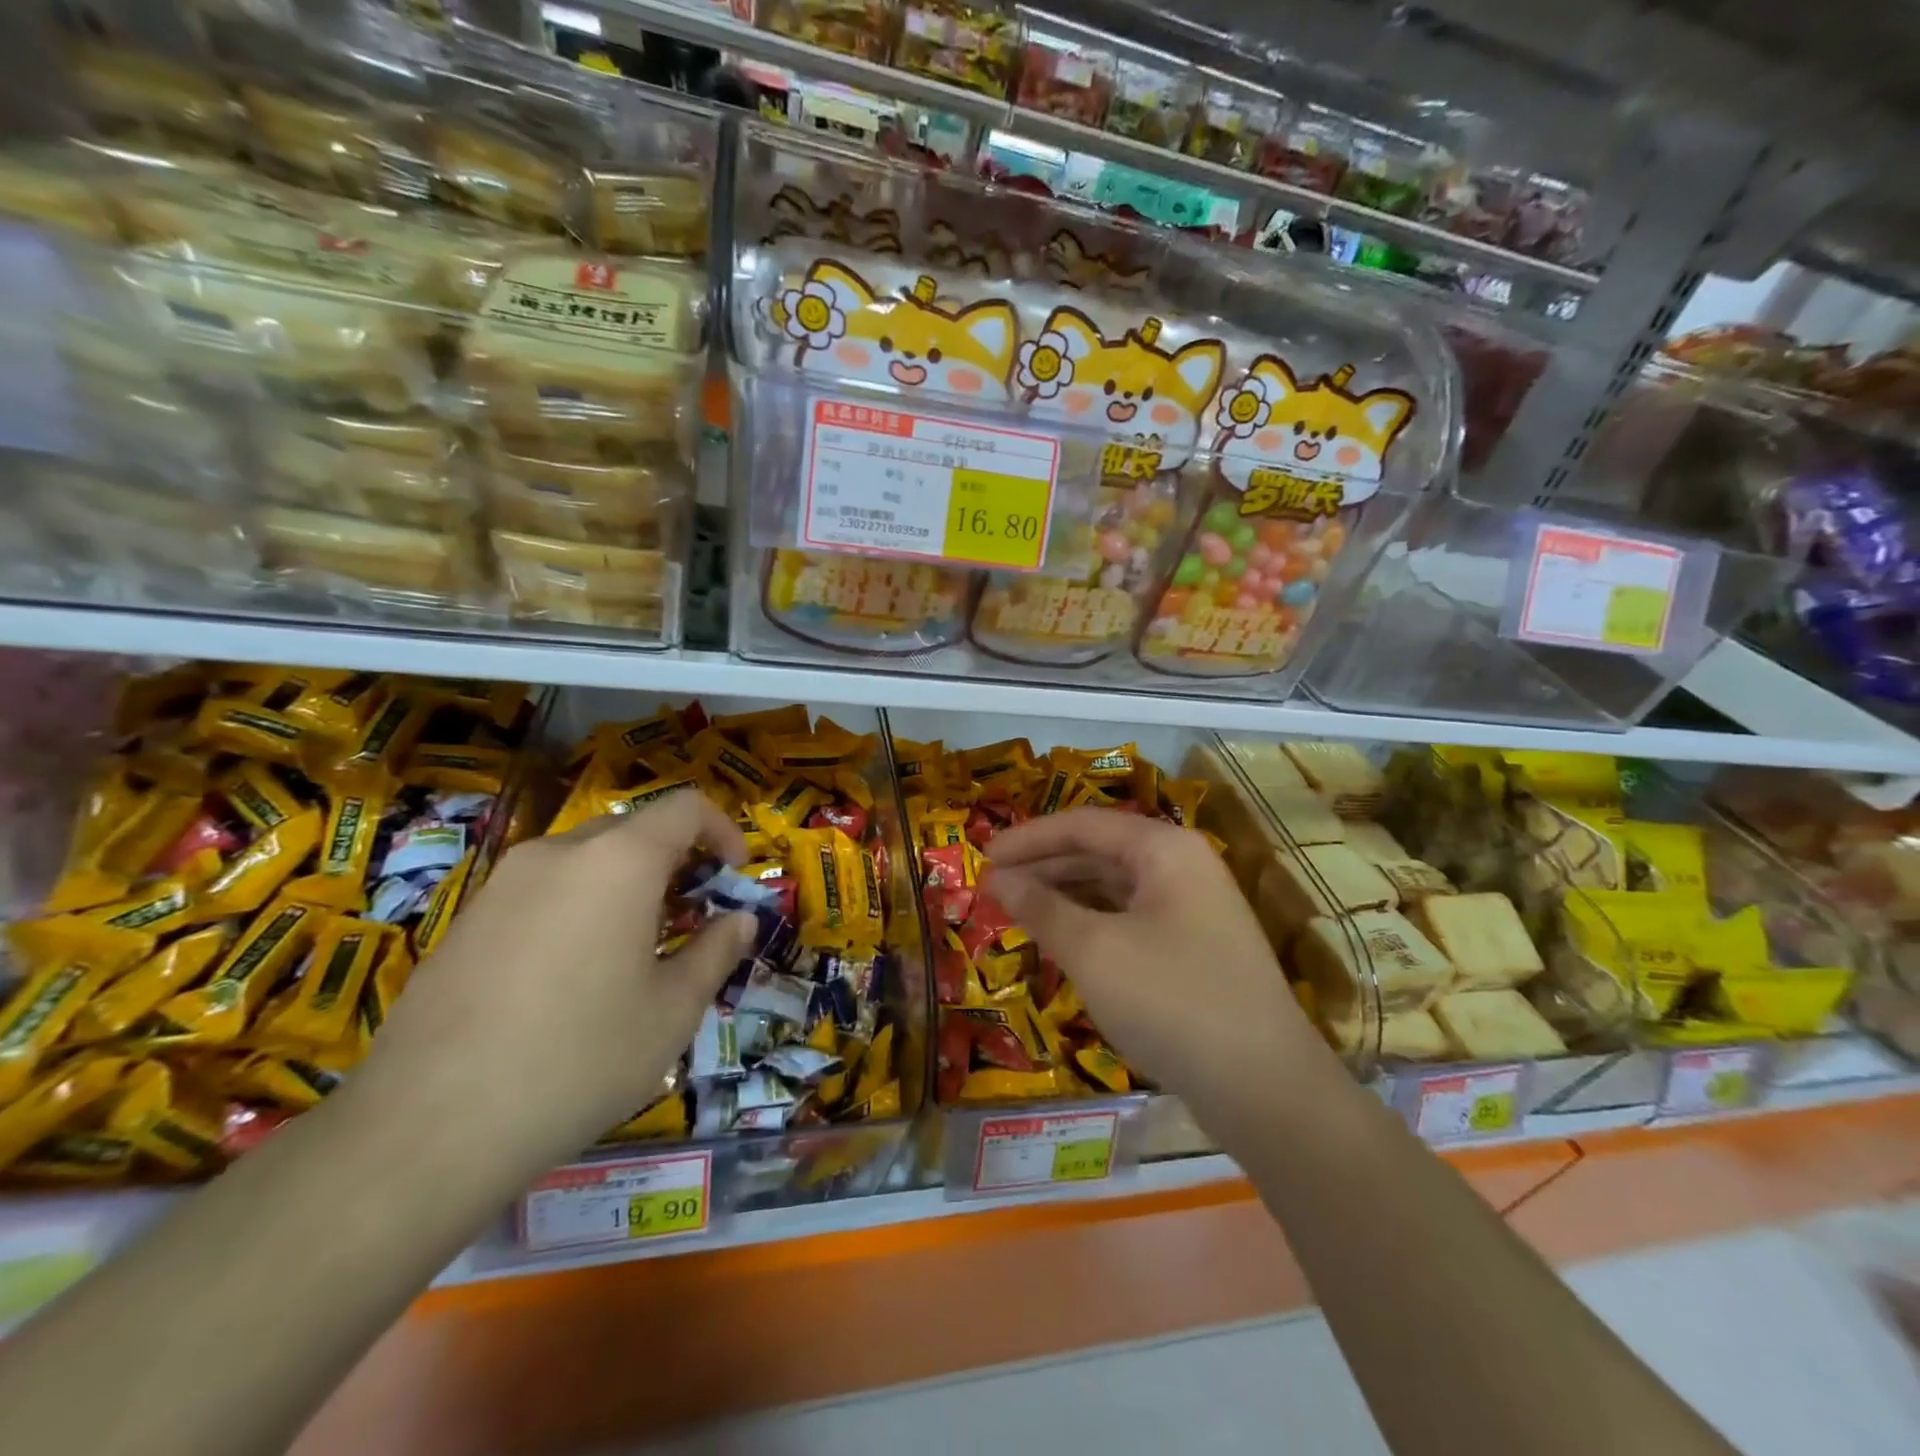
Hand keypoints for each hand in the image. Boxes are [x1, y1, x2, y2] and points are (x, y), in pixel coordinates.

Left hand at [352, 792, 753, 1172]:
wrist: (426, 1129)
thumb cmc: (579, 1060)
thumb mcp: (673, 1012)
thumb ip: (716, 952)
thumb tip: (740, 921)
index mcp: (619, 861)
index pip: (686, 807)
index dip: (722, 831)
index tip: (733, 877)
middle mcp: (559, 852)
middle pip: (634, 830)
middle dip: (674, 862)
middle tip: (690, 920)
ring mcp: (504, 882)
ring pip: (585, 859)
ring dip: (625, 885)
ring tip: (632, 951)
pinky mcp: (466, 918)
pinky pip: (541, 890)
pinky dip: (577, 906)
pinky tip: (568, 977)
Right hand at [986, 809, 1319, 1119]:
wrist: (1266, 1089)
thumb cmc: (1171, 1001)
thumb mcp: (1094, 951)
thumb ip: (1041, 908)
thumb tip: (998, 880)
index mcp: (1164, 848)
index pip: (1083, 824)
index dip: (1028, 839)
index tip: (981, 858)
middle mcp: (1182, 867)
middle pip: (1099, 851)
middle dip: (1043, 868)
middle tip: (993, 889)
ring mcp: (1193, 909)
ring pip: (1114, 888)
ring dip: (1064, 897)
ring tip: (1017, 914)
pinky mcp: (1193, 949)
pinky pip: (1129, 919)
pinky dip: (1091, 925)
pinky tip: (1061, 943)